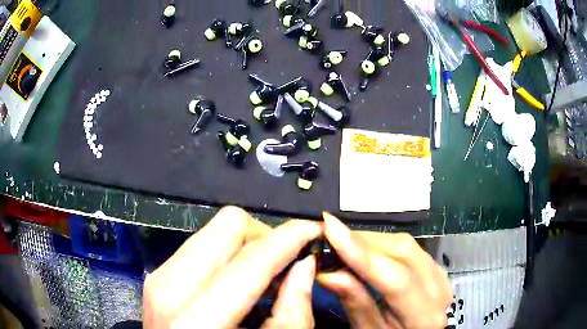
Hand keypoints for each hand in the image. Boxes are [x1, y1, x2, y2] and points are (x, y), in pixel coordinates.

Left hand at [143, 206, 321, 328]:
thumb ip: (292, 312)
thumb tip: (305, 265)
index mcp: (196, 318)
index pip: (251, 259)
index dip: (290, 237)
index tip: (314, 230)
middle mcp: (170, 288)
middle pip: (227, 225)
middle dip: (265, 236)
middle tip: (283, 262)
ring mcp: (159, 277)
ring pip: (213, 231)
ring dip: (246, 246)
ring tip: (263, 274)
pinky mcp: (158, 276)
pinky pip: (199, 246)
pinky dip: (227, 255)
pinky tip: (238, 281)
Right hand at [317, 213, 451, 328]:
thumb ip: (355, 302)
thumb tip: (327, 271)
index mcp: (424, 316)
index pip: (396, 279)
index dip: (361, 253)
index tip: (330, 228)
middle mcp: (439, 289)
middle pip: (404, 251)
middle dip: (363, 240)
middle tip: (331, 236)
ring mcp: (441, 275)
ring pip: (407, 244)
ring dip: (372, 240)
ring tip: (343, 243)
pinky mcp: (436, 267)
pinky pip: (409, 247)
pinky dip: (383, 244)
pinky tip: (365, 249)